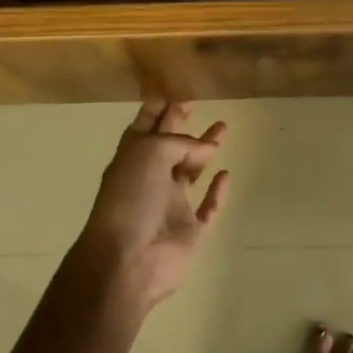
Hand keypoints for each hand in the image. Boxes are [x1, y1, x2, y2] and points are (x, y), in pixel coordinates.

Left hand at [77, 100, 229, 312]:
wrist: (127, 260)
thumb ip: (181, 143)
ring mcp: (170, 205)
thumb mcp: (151, 153)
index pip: (145, 125)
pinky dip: (216, 192)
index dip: (157, 108)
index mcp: (133, 157)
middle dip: (179, 124)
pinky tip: (226, 175)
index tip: (173, 91)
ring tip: (223, 128)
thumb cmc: (132, 197)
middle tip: (196, 104)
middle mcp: (150, 178)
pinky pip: (207, 208)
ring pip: (190, 171)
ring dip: (204, 150)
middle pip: (168, 145)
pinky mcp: (189, 231)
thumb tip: (207, 147)